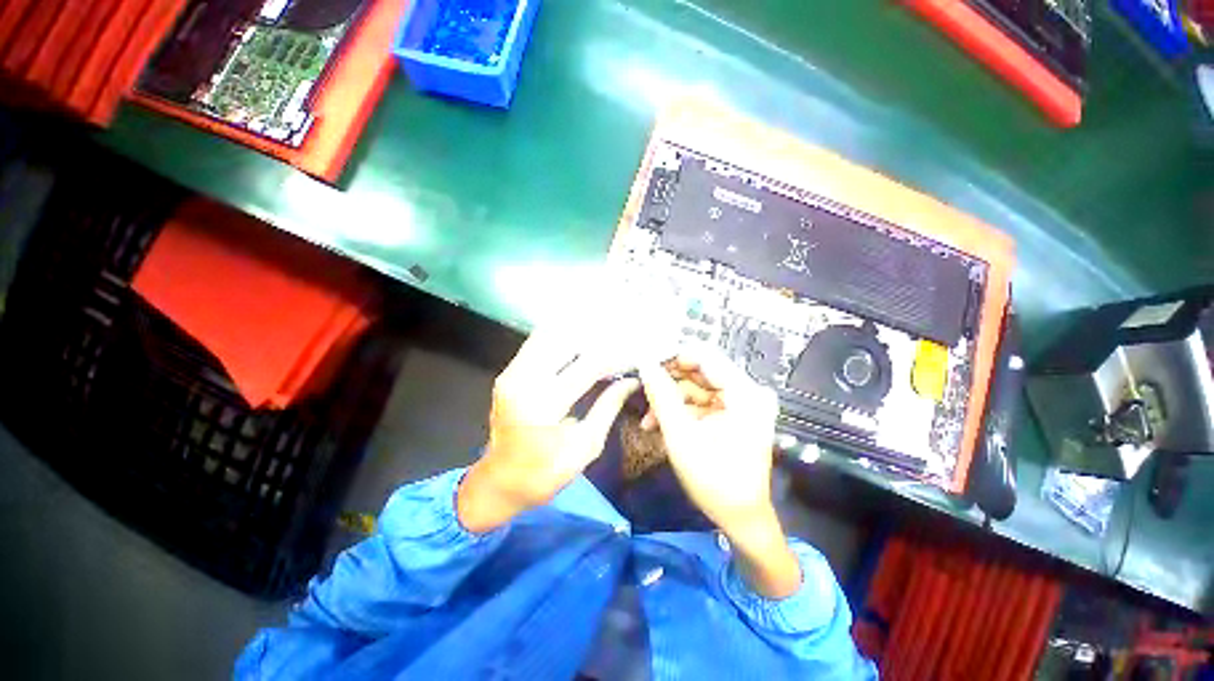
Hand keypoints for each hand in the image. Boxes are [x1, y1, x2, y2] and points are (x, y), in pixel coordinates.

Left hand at [458, 324, 638, 533]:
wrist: (499, 481)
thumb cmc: (546, 473)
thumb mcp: (586, 446)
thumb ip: (609, 407)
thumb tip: (632, 381)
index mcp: (545, 405)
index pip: (589, 365)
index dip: (617, 357)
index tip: (636, 355)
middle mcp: (525, 380)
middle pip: (569, 340)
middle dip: (599, 337)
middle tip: (623, 340)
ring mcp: (512, 372)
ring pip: (551, 334)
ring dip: (580, 333)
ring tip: (604, 336)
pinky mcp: (508, 371)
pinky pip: (538, 342)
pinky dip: (561, 336)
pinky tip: (580, 339)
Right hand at [638, 351, 800, 597]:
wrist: (740, 518)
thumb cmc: (713, 479)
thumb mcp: (681, 435)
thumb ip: (661, 396)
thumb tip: (644, 363)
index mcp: (744, 393)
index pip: (704, 356)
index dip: (672, 356)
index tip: (645, 362)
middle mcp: (747, 391)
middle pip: (700, 371)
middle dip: (668, 382)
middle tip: (642, 389)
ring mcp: (741, 403)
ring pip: (696, 387)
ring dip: (670, 400)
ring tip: (648, 418)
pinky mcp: (732, 414)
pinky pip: (701, 402)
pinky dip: (680, 410)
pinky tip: (659, 424)